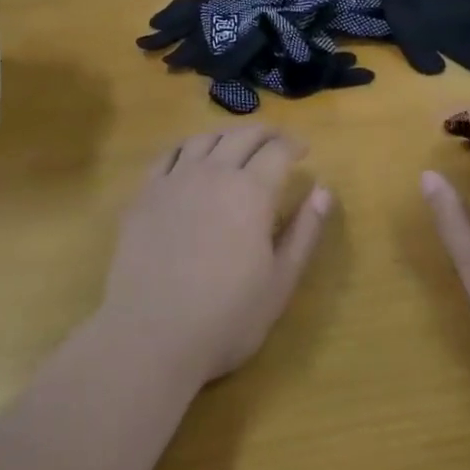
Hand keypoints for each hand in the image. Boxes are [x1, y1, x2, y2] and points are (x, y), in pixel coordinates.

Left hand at [99, 125, 331, 389]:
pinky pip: (168, 154)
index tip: (303, 150)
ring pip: (204, 139)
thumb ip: (304, 232)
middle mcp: (214, 172)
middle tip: (277, 141)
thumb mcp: (280, 282)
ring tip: (236, 145)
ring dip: (227, 135)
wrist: (151, 335)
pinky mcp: (145, 194)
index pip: (277, 150)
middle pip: (242, 136)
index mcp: (252, 191)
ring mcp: (175, 180)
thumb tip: (324, 191)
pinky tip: (191, 156)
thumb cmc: (226, 317)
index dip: (294, 145)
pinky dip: (187, 146)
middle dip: (265, 133)